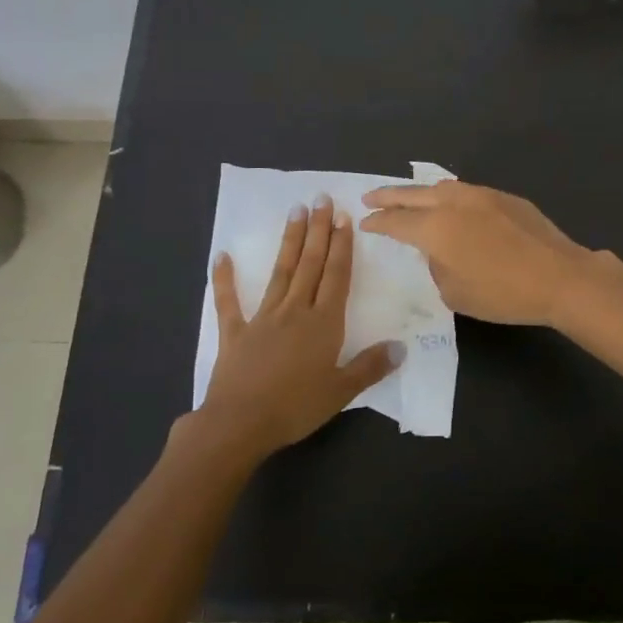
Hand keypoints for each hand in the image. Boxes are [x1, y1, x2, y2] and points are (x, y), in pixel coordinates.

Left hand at [197, 197, 399, 460]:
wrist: (240, 424)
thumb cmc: (296, 408)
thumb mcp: (342, 392)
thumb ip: (371, 366)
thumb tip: (401, 347)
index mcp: (323, 323)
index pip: (336, 276)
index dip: (342, 246)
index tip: (344, 216)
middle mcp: (295, 311)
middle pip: (310, 264)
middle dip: (318, 230)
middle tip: (321, 199)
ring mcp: (263, 318)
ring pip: (280, 272)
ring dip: (290, 241)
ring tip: (295, 212)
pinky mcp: (235, 332)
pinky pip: (228, 302)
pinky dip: (224, 279)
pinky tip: (222, 256)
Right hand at [359, 180, 595, 326]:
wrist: (559, 277)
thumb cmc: (503, 293)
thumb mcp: (456, 293)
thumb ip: (437, 268)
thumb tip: (439, 252)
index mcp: (436, 228)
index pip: (396, 222)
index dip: (377, 223)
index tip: (365, 223)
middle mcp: (453, 203)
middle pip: (412, 195)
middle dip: (388, 196)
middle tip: (370, 197)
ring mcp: (481, 195)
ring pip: (440, 187)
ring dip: (419, 192)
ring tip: (408, 198)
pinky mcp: (504, 197)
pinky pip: (465, 191)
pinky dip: (448, 196)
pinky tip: (450, 204)